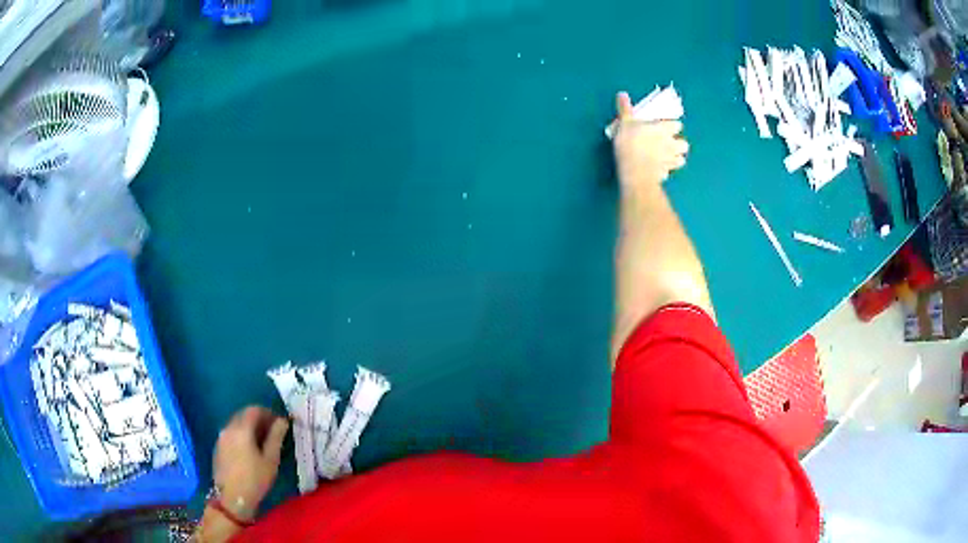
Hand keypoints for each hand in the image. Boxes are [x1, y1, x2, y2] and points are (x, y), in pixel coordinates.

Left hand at [213, 406, 288, 519]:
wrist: (232, 498)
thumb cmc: (255, 479)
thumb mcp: (270, 460)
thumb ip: (276, 437)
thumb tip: (282, 421)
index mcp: (241, 429)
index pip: (254, 410)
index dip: (268, 413)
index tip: (279, 423)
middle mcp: (228, 428)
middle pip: (243, 414)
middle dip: (258, 419)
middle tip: (272, 431)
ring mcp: (221, 437)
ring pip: (236, 424)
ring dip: (249, 427)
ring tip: (262, 442)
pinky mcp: (218, 447)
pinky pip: (231, 433)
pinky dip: (241, 435)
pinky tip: (249, 450)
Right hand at [612, 91, 689, 188]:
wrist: (635, 172)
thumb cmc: (631, 144)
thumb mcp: (625, 123)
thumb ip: (625, 109)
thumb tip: (622, 94)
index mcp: (664, 129)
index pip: (677, 125)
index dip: (672, 125)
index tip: (665, 125)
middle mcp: (671, 144)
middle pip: (684, 144)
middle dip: (679, 144)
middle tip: (668, 142)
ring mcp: (670, 161)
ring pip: (681, 159)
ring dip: (676, 158)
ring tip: (667, 157)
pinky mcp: (665, 174)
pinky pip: (670, 171)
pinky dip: (666, 170)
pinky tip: (659, 169)